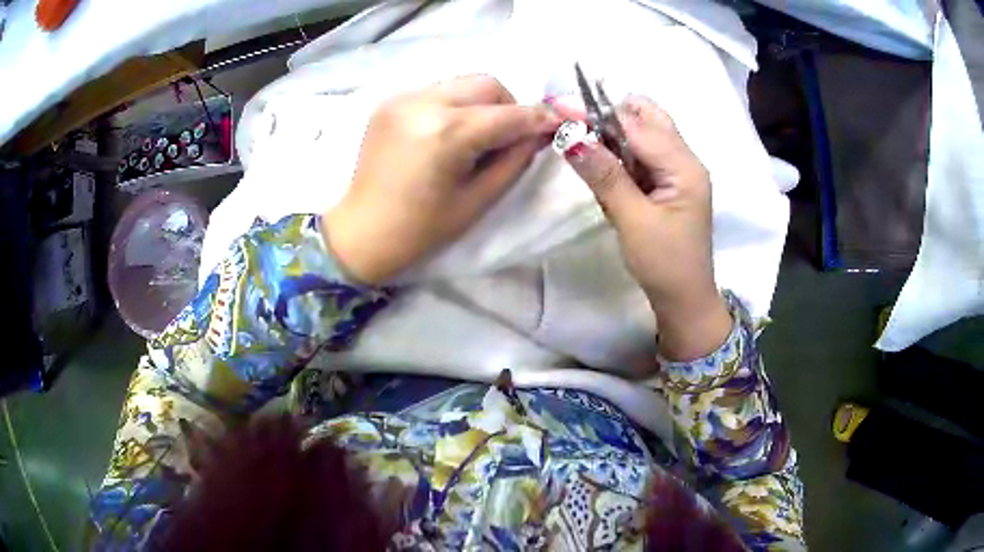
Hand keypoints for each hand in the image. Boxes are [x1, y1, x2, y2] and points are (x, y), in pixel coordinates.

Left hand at [322, 75, 559, 284]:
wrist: (362, 232)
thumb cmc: (421, 229)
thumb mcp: (478, 199)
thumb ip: (514, 159)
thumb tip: (539, 133)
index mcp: (446, 133)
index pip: (508, 114)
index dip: (539, 118)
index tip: (562, 122)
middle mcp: (423, 103)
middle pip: (486, 84)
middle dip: (508, 106)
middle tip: (509, 136)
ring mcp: (403, 98)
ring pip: (462, 83)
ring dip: (481, 103)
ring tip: (476, 136)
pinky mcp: (390, 102)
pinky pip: (437, 91)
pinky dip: (454, 105)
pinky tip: (448, 133)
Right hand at [558, 95, 730, 360]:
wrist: (685, 299)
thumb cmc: (663, 264)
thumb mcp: (632, 220)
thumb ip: (605, 175)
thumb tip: (571, 137)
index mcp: (684, 166)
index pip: (637, 124)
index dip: (598, 114)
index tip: (560, 108)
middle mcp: (685, 160)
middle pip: (647, 117)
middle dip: (609, 118)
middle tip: (577, 132)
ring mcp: (678, 171)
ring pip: (643, 134)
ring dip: (613, 137)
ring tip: (586, 154)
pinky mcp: (669, 183)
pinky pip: (642, 155)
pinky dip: (620, 156)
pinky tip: (605, 171)